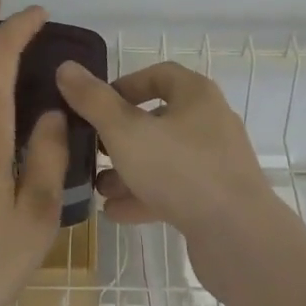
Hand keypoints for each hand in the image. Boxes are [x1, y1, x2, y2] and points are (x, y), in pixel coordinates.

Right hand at [55, 60, 279, 272]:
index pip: (159, 75)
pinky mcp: (216, 199)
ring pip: (164, 158)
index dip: (125, 85)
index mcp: (196, 95)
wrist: (239, 238)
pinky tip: (115, 213)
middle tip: (91, 149)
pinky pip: (174, 189)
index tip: (96, 104)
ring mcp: (216, 163)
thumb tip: (66, 67)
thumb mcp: (126, 131)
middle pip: (159, 119)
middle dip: (121, 135)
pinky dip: (145, 196)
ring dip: (130, 170)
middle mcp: (210, 122)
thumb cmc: (181, 170)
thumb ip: (94, 101)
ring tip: (97, 186)